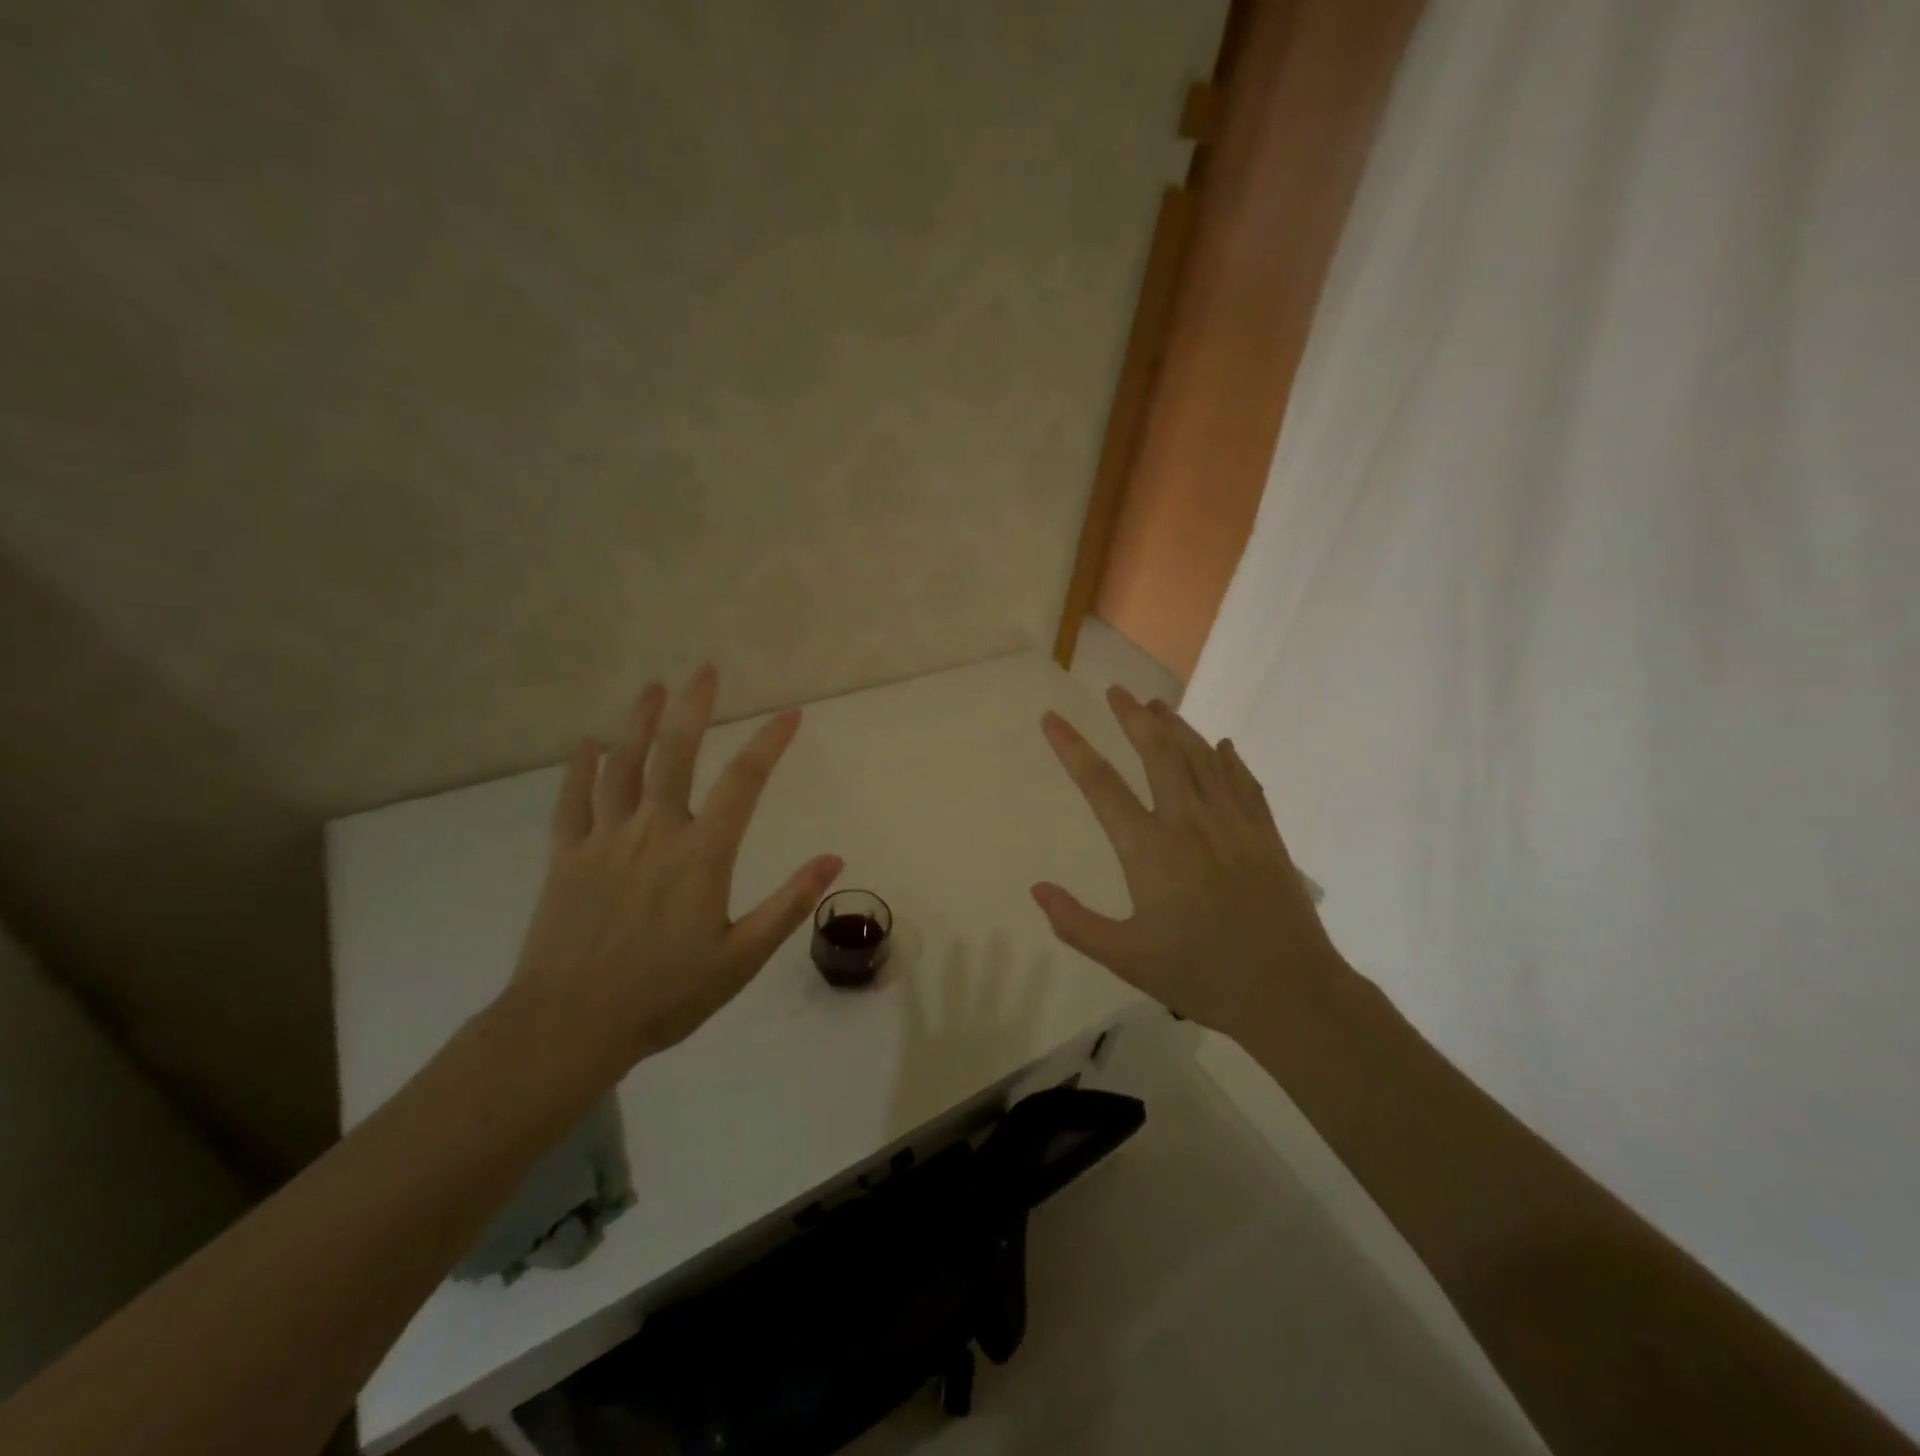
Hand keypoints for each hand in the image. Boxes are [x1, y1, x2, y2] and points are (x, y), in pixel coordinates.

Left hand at [509, 665, 842, 1074]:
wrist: (570, 1026)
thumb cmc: (665, 995)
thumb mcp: (742, 958)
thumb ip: (788, 904)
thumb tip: (834, 859)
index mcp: (700, 855)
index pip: (743, 783)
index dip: (770, 743)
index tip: (791, 714)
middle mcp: (654, 833)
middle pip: (675, 756)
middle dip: (693, 708)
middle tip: (705, 669)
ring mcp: (605, 840)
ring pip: (622, 767)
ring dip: (639, 723)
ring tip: (653, 687)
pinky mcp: (566, 857)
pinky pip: (572, 801)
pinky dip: (580, 768)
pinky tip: (587, 743)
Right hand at [1031, 686, 1341, 1038]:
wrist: (1289, 992)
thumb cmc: (1201, 976)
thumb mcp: (1126, 959)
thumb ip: (1076, 923)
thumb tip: (1036, 889)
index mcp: (1150, 850)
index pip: (1101, 785)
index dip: (1072, 748)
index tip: (1052, 718)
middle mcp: (1190, 822)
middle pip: (1157, 753)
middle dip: (1132, 717)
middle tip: (1115, 690)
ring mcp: (1233, 824)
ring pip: (1201, 759)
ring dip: (1177, 727)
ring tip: (1157, 704)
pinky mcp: (1265, 835)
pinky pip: (1244, 782)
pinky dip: (1229, 759)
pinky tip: (1221, 745)